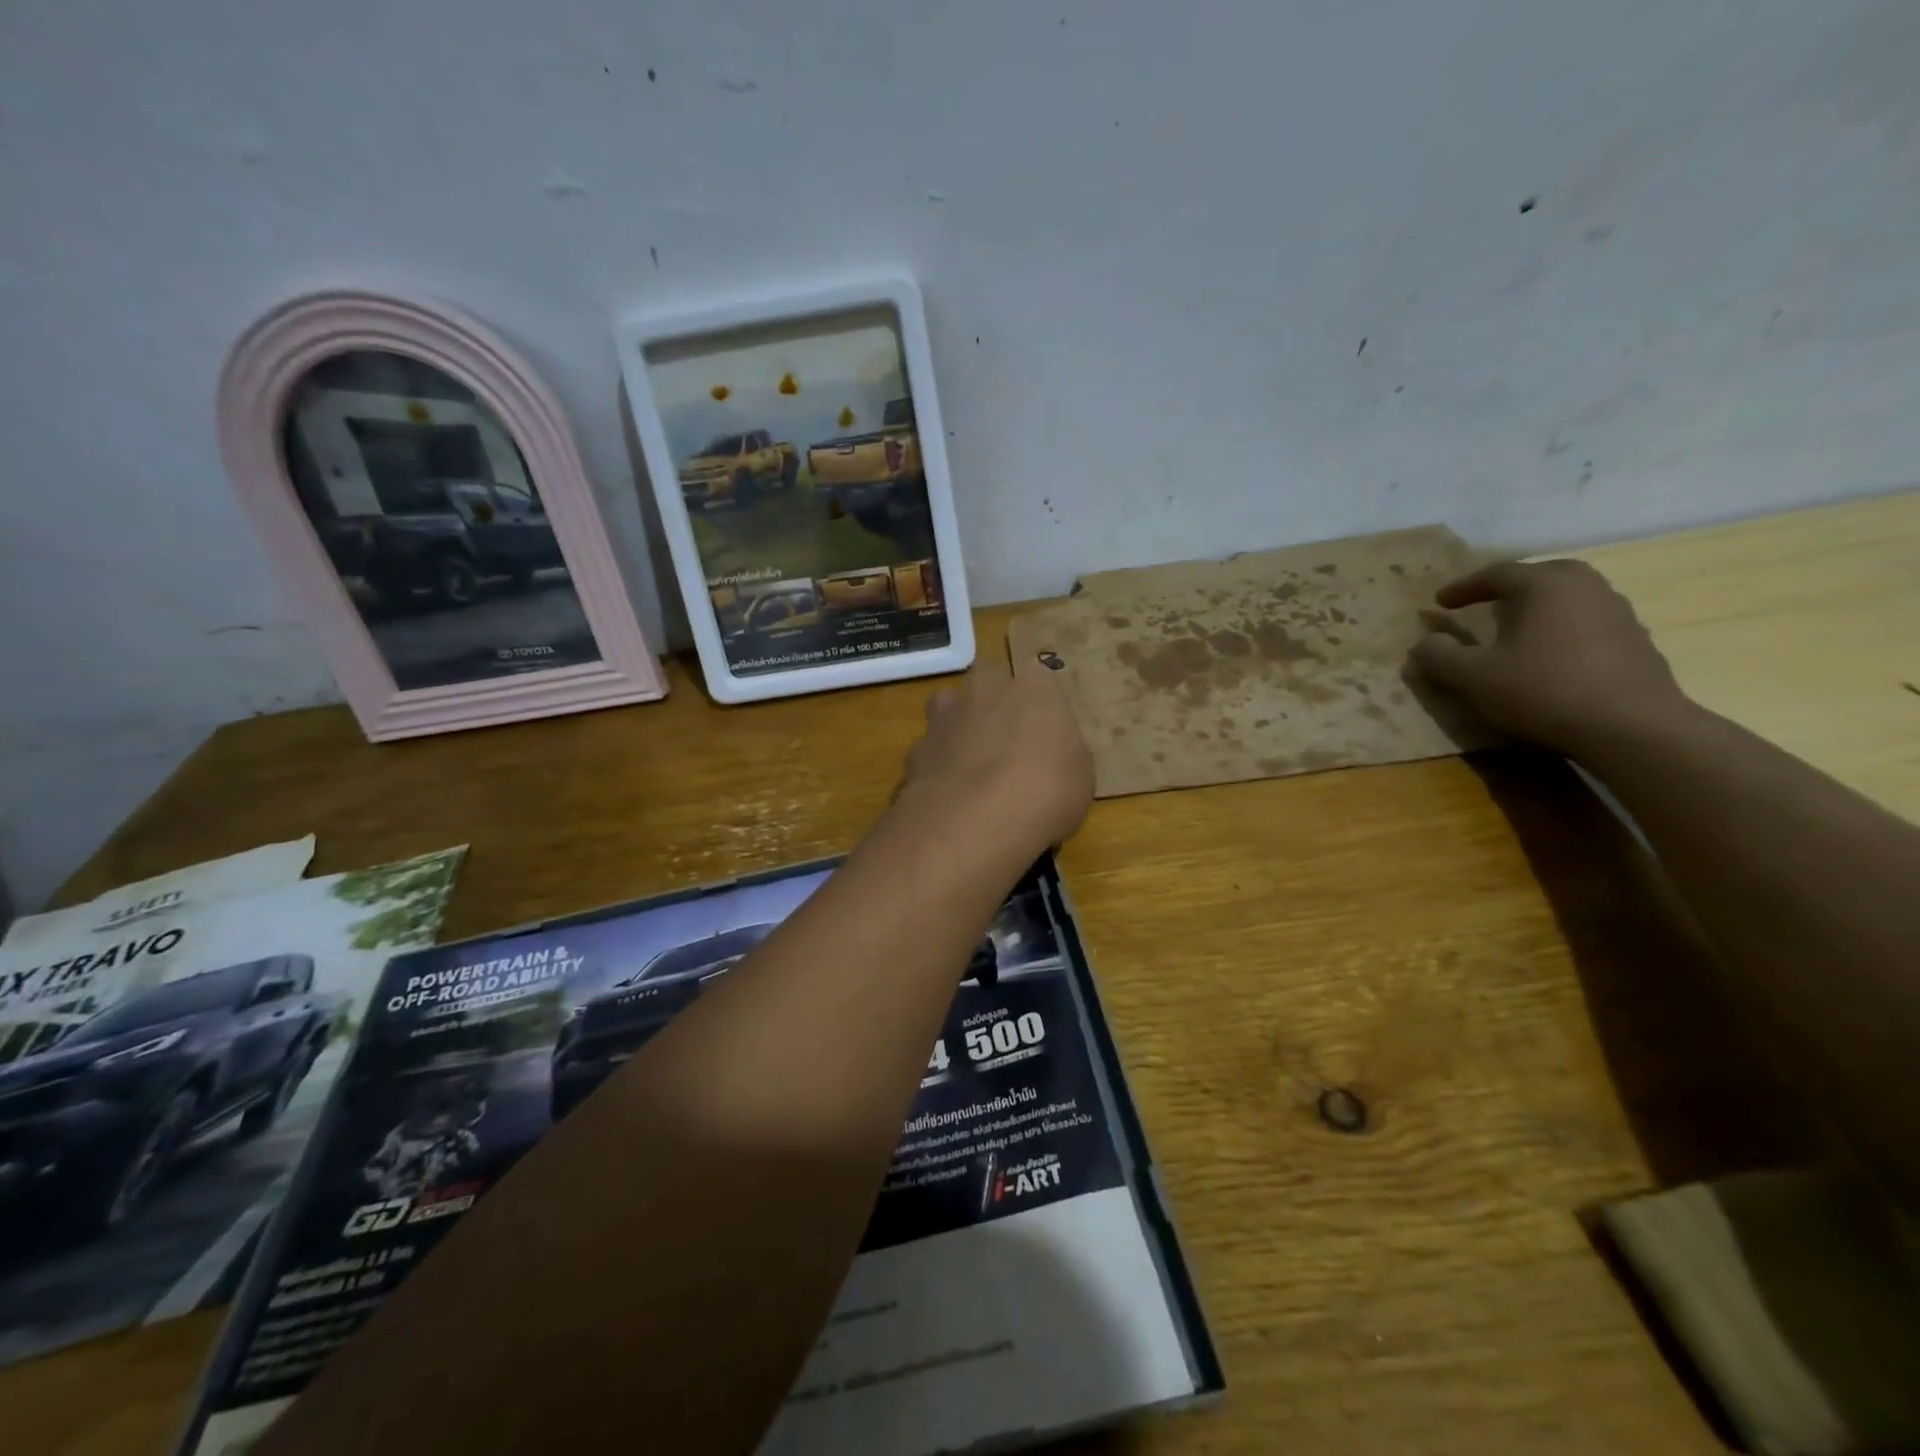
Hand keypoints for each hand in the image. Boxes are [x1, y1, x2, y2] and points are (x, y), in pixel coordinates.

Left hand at [898, 658, 1093, 852]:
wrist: (977, 821)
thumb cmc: (1047, 791)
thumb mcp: (1080, 777)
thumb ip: (1062, 755)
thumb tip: (1051, 758)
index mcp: (1034, 687)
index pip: (1038, 682)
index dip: (1039, 711)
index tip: (1044, 739)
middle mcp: (984, 690)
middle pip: (986, 684)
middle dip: (991, 707)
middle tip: (1005, 746)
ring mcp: (944, 718)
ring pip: (948, 712)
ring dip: (958, 732)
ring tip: (972, 772)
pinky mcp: (914, 751)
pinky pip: (929, 754)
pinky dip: (936, 770)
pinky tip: (948, 799)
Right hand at [1407, 559, 1691, 757]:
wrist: (1632, 727)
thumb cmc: (1543, 692)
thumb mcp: (1473, 678)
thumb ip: (1440, 657)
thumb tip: (1424, 642)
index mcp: (1544, 586)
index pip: (1496, 573)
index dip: (1463, 587)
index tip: (1440, 602)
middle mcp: (1585, 587)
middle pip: (1543, 574)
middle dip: (1510, 586)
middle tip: (1487, 602)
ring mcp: (1617, 612)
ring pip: (1570, 596)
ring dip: (1540, 606)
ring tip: (1518, 628)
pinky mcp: (1636, 640)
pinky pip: (1589, 620)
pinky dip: (1564, 627)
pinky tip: (1552, 654)